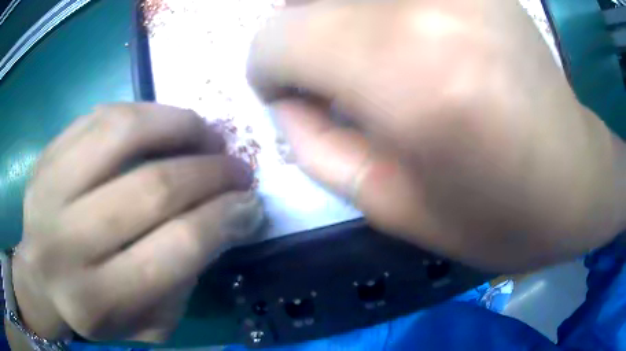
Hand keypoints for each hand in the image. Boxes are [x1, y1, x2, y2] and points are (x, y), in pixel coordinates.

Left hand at [12, 104, 263, 341]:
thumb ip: (184, 280)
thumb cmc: (95, 311)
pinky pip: (100, 115)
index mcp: (98, 299)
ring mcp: (49, 189)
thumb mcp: (148, 323)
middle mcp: (66, 243)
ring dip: (179, 126)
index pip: (175, 248)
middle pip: (151, 188)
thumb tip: (224, 221)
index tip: (251, 204)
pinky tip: (165, 125)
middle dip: (210, 172)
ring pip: (122, 132)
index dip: (224, 220)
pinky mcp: (46, 156)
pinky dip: (143, 114)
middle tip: (237, 168)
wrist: (40, 279)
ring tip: (206, 134)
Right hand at [248, 0, 625, 271]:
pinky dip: (378, 7)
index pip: (281, 37)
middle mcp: (432, 6)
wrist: (576, 184)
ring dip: (333, 14)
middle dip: (296, 32)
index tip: (282, 90)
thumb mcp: (393, 206)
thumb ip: (316, 145)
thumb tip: (285, 97)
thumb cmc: (498, 216)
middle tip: (316, 69)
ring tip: (357, 51)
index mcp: (410, 74)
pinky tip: (401, 34)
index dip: (266, 65)